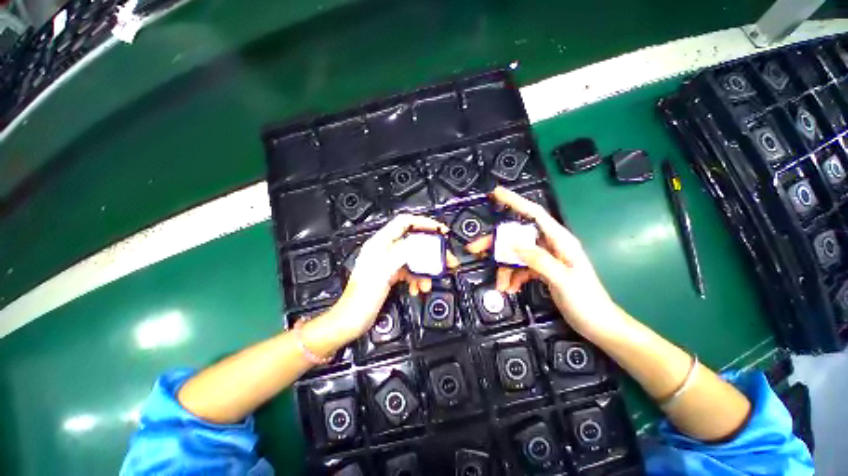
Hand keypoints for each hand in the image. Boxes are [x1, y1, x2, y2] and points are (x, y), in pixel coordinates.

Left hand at [313, 214, 455, 348]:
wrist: (353, 319)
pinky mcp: (392, 274)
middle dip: (431, 251)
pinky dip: (417, 278)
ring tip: (428, 283)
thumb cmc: (361, 296)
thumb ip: (402, 253)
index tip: (440, 230)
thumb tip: (420, 242)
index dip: (423, 223)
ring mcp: (389, 262)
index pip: (405, 223)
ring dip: (425, 270)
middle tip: (445, 260)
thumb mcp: (384, 271)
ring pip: (414, 259)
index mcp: (380, 243)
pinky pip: (411, 271)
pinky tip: (418, 288)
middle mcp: (385, 250)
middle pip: (414, 242)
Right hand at [467, 187, 622, 340]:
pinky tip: (510, 288)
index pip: (534, 214)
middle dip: (497, 243)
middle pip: (517, 236)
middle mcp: (550, 245)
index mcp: (560, 241)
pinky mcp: (541, 270)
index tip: (496, 193)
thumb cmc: (587, 302)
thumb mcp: (563, 280)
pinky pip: (520, 267)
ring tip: (501, 285)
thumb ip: (539, 260)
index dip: (515, 201)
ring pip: (516, 254)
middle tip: (475, 248)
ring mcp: (545, 258)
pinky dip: (512, 277)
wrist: (598, 325)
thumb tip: (513, 245)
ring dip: (504, 268)